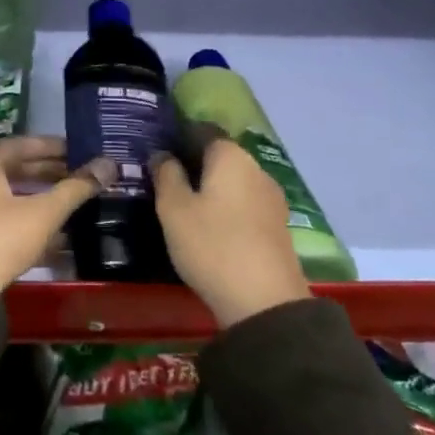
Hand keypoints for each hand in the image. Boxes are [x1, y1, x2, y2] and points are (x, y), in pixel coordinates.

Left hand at [0, 137, 116, 291]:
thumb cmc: (0, 236)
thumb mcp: (43, 212)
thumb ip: (76, 188)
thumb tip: (109, 165)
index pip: (22, 145)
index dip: (54, 148)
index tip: (80, 151)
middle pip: (14, 169)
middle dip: (48, 173)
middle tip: (80, 176)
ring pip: (8, 194)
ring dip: (39, 198)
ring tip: (71, 201)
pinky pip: (0, 215)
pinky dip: (25, 218)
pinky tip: (55, 233)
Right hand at [154, 138, 310, 327]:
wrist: (264, 303)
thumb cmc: (211, 245)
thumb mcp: (174, 209)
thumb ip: (166, 175)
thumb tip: (162, 154)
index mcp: (231, 157)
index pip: (203, 131)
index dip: (179, 136)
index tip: (157, 150)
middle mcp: (257, 169)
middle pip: (220, 156)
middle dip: (194, 163)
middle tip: (164, 178)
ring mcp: (272, 199)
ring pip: (233, 181)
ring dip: (210, 187)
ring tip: (183, 203)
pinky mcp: (277, 226)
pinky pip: (244, 203)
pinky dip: (226, 206)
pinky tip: (208, 224)